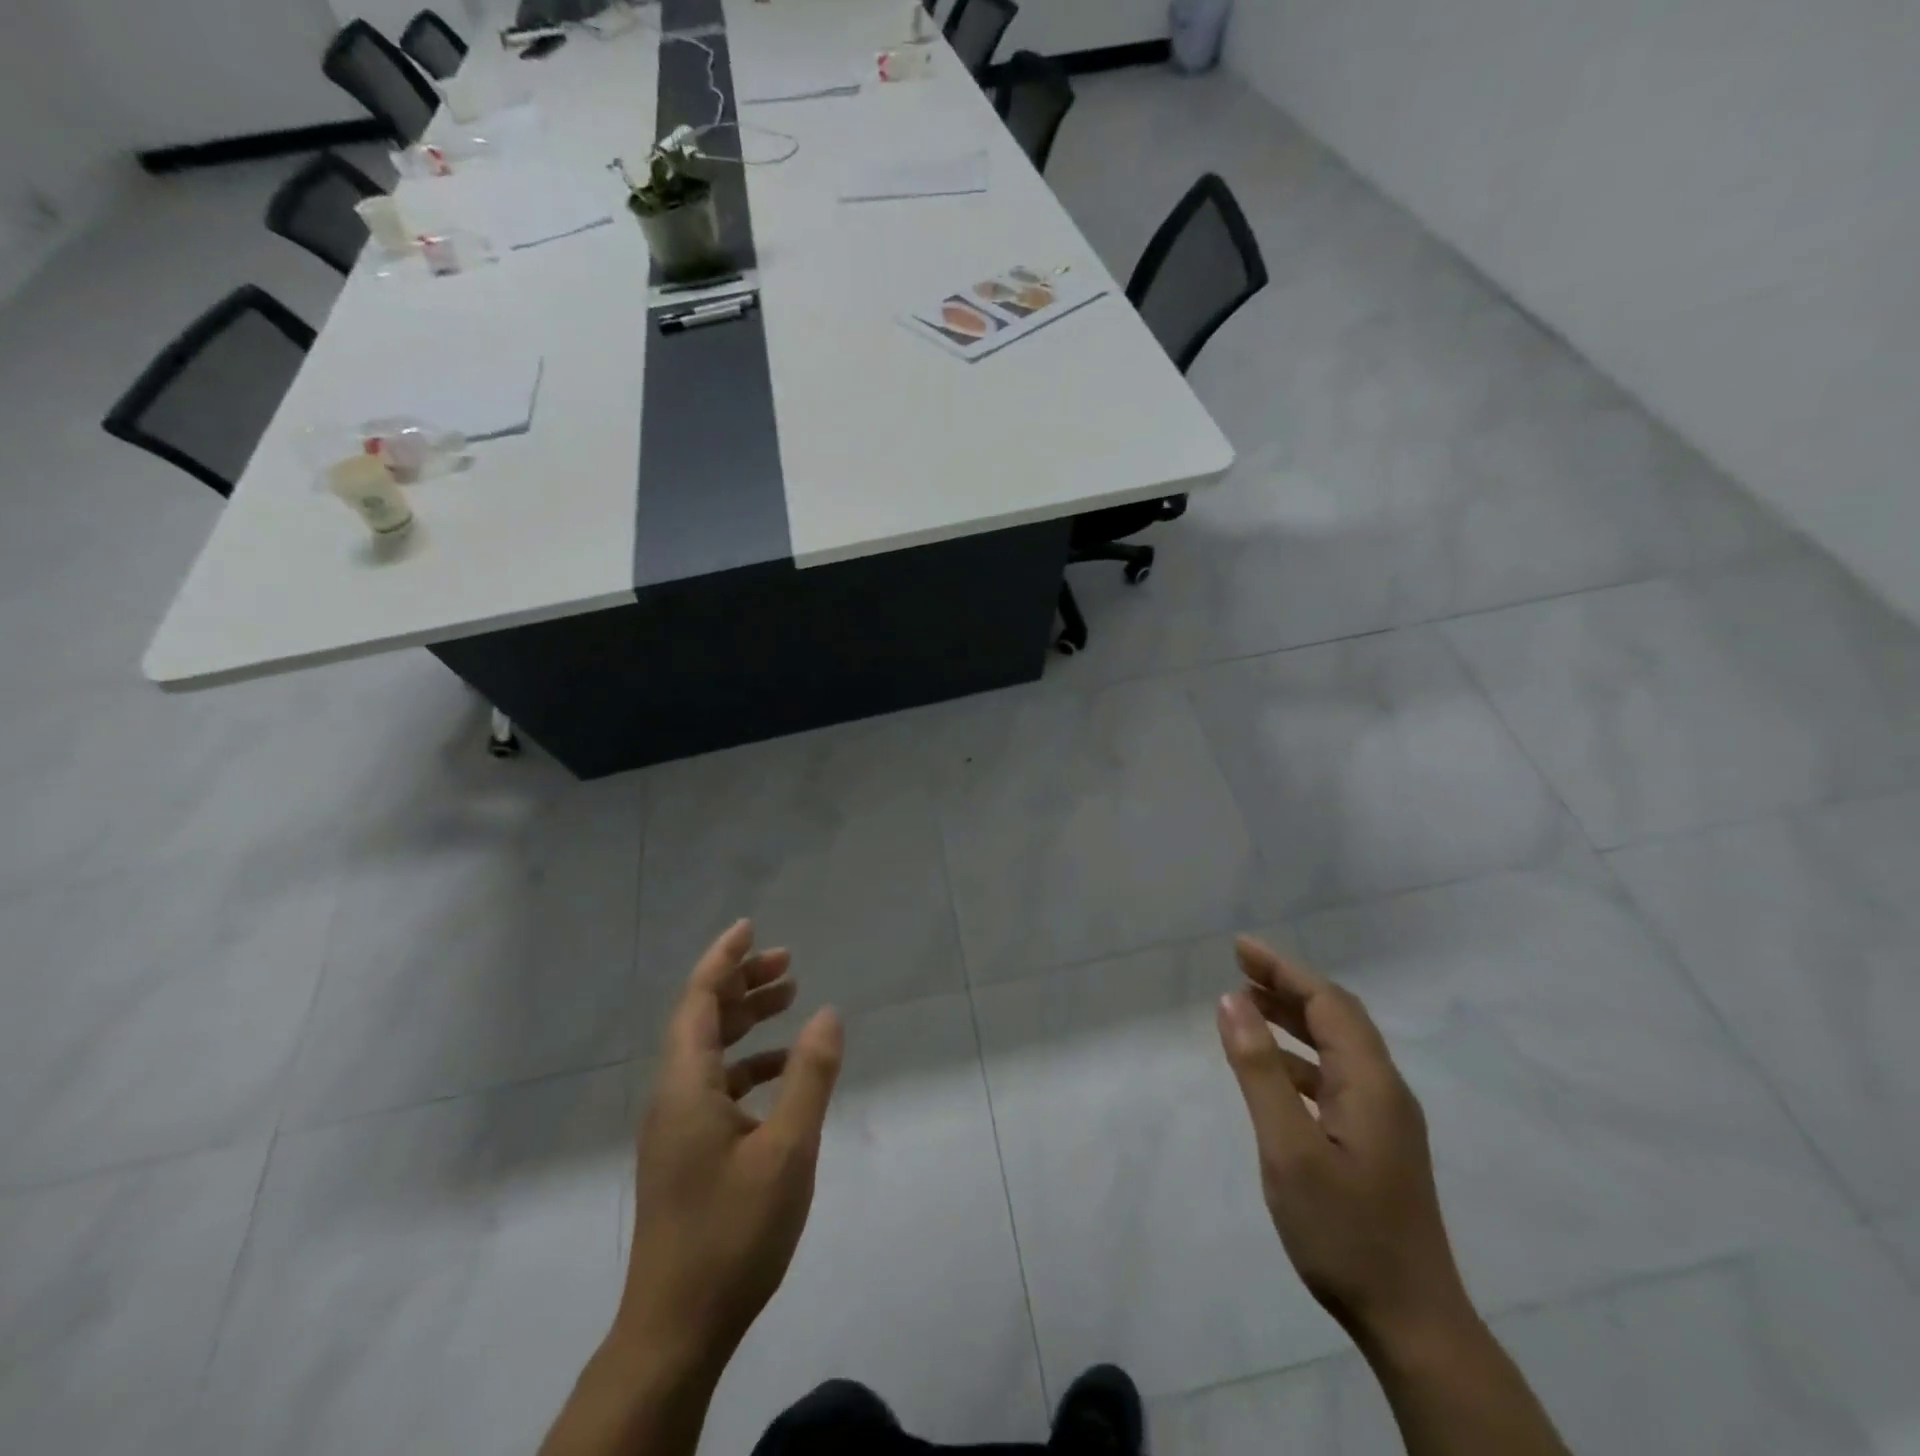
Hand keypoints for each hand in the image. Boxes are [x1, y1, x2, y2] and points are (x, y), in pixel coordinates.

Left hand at [617, 920, 843, 1371]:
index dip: (724, 959)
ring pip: (709, 1052)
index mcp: (686, 1085)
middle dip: (743, 983)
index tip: (751, 927)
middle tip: (788, 962)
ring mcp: (676, 1128)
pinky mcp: (685, 1154)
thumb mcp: (787, 1150)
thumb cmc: (732, 1233)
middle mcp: (673, 1096)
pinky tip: (782, 1073)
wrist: (676, 1330)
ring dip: (746, 1021)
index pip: (699, 1000)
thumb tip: (828, 1013)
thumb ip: (809, 1076)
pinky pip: (715, 1086)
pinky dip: (748, 1065)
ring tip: (790, 999)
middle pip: (703, 1019)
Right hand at [1216, 937, 1471, 1352]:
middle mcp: (1384, 1090)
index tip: (1239, 948)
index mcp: (1370, 1083)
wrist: (1412, 1322)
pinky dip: (1300, 1056)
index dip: (1283, 968)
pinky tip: (1272, 1066)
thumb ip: (1259, 1070)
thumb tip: (1231, 1001)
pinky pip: (1334, 1076)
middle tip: (1239, 965)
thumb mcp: (1288, 1149)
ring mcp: (1384, 1118)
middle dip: (1288, 984)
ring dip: (1293, 1018)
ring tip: (1247, 1003)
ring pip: (1337, 1046)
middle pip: (1337, 1017)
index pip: (1327, 1002)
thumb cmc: (1345, 1232)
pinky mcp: (1376, 1142)